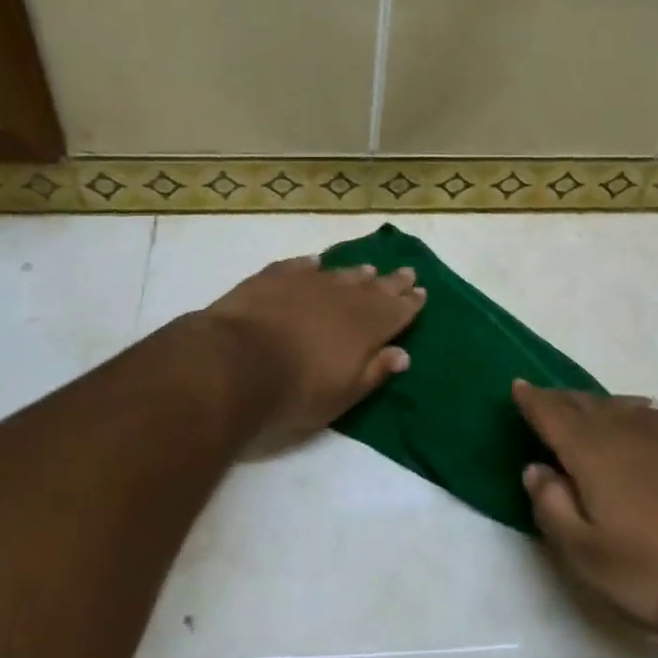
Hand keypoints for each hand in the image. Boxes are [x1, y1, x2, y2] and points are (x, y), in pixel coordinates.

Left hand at [202, 255, 425, 452]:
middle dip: (391, 282)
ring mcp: (307, 283)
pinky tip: (315, 263)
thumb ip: (374, 372)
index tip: (421, 292)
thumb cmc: (295, 391)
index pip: (396, 312)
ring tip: (368, 269)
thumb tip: (402, 354)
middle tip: (406, 272)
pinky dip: (310, 265)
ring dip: (356, 273)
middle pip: (374, 288)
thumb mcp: (342, 395)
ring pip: (340, 274)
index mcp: (365, 328)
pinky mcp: (274, 277)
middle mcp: (342, 298)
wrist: (236, 362)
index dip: (410, 303)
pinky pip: (299, 266)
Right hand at [516, 382, 657, 638]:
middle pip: (584, 403)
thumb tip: (535, 468)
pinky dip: (646, 416)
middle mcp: (624, 425)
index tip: (518, 386)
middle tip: (550, 403)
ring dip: (602, 408)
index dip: (531, 398)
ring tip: (596, 418)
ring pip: (623, 404)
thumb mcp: (584, 553)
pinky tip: (652, 429)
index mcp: (588, 449)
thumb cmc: (651, 568)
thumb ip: (550, 505)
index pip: (550, 412)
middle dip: (563, 401)